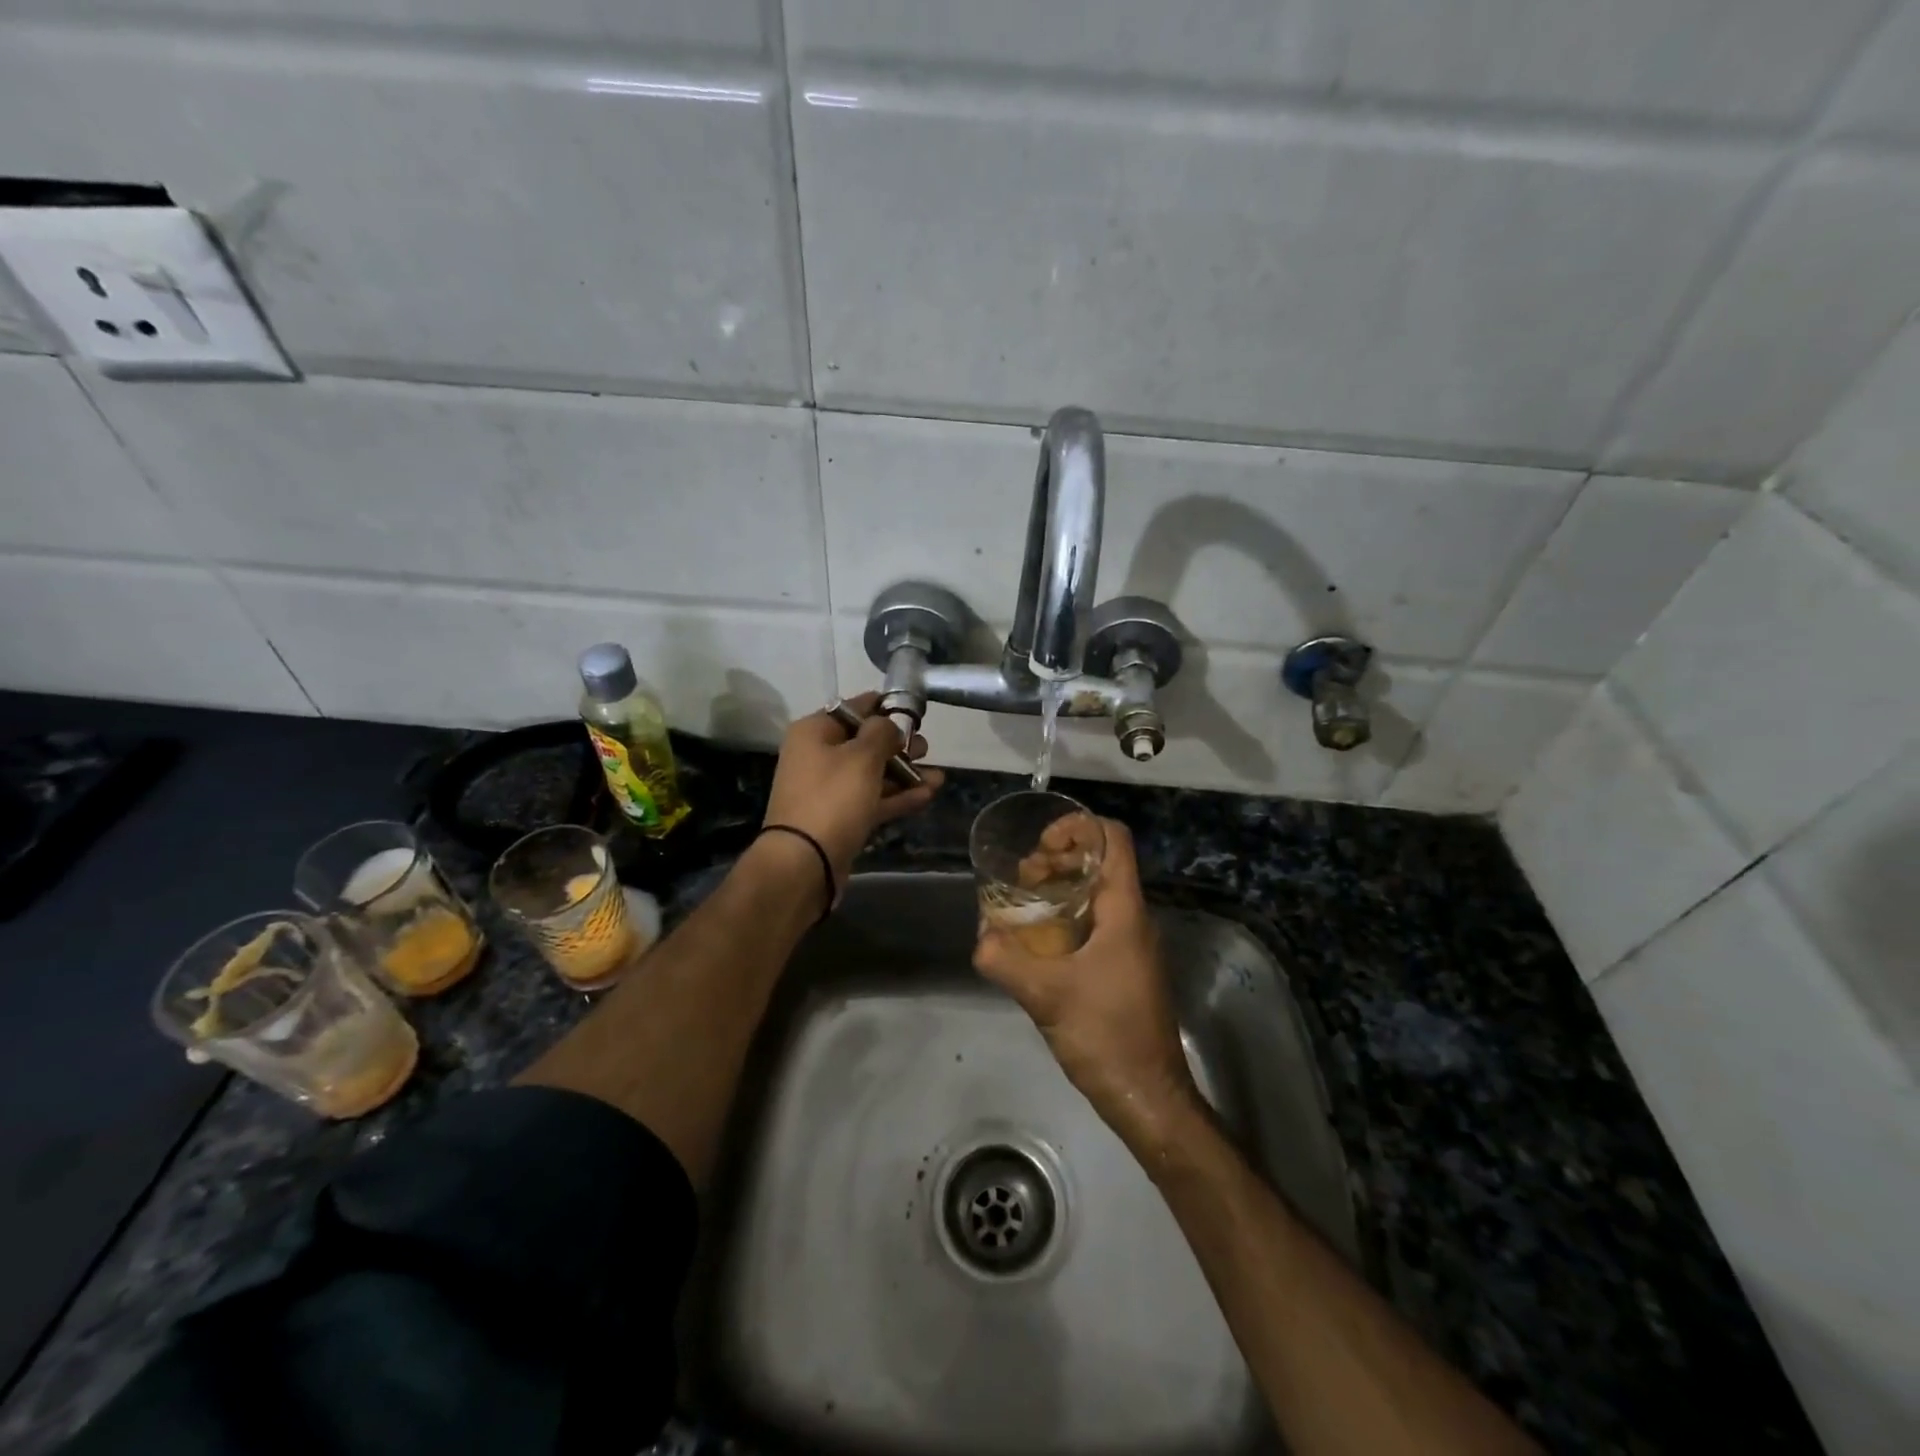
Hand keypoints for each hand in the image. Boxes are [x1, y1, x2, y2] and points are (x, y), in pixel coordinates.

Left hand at [763, 692, 943, 886]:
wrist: (805, 863)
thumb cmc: (833, 798)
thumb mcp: (862, 756)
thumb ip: (882, 732)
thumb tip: (889, 724)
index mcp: (815, 732)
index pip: (854, 708)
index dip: (885, 707)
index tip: (914, 711)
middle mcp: (818, 756)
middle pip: (865, 743)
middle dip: (899, 745)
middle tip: (926, 748)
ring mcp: (830, 790)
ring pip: (873, 774)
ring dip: (905, 774)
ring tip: (938, 776)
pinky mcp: (841, 818)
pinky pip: (873, 800)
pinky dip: (898, 797)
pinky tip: (928, 795)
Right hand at [974, 819, 1198, 1150]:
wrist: (1147, 1096)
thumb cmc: (1106, 1035)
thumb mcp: (1046, 995)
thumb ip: (1005, 960)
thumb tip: (980, 938)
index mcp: (1125, 911)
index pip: (1113, 839)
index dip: (1078, 827)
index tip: (1040, 845)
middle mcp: (1133, 919)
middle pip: (1101, 862)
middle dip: (1059, 859)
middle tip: (1023, 878)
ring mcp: (1131, 944)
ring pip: (1097, 894)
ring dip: (1060, 889)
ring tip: (1022, 906)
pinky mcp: (1124, 967)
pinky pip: (1095, 923)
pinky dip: (1066, 917)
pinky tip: (1036, 940)